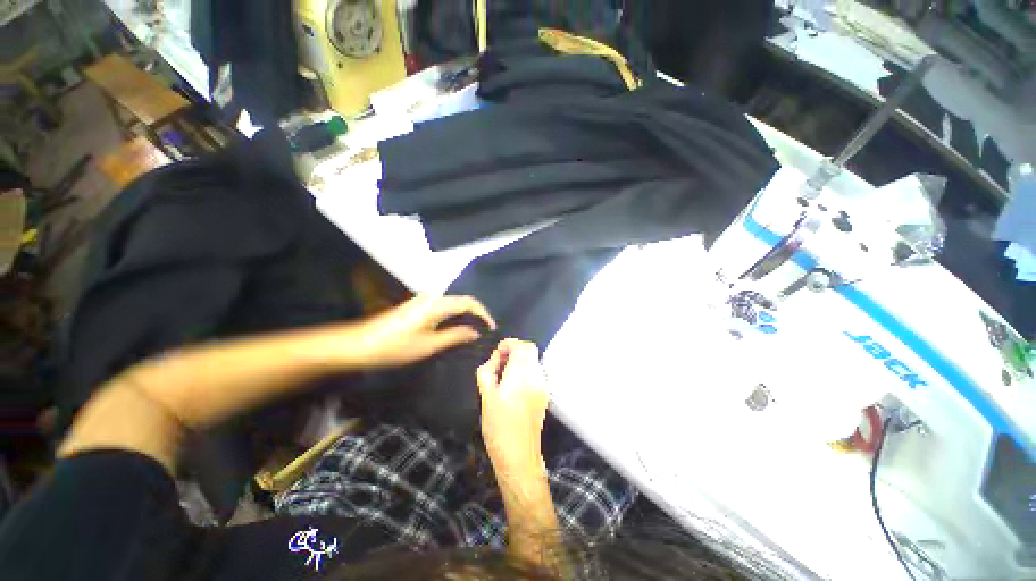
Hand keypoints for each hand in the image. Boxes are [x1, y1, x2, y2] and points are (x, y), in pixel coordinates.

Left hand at [351, 294, 495, 368]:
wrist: (360, 344)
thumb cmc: (396, 346)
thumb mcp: (430, 345)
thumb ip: (455, 335)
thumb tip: (475, 331)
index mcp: (437, 304)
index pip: (469, 302)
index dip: (483, 313)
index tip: (491, 327)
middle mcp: (432, 297)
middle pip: (461, 301)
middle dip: (476, 314)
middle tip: (484, 331)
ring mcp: (423, 301)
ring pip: (452, 304)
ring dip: (464, 315)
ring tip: (473, 331)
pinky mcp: (416, 307)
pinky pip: (442, 308)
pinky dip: (453, 316)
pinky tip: (454, 328)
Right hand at [477, 339, 549, 470]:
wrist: (519, 457)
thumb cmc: (498, 428)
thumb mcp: (485, 397)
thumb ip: (488, 371)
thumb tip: (495, 358)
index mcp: (521, 376)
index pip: (522, 346)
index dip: (509, 344)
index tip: (498, 353)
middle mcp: (536, 377)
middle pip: (530, 350)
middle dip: (515, 350)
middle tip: (500, 363)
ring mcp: (542, 386)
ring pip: (533, 360)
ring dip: (520, 360)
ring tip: (505, 376)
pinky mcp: (544, 394)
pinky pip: (535, 372)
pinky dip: (525, 371)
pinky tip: (514, 386)